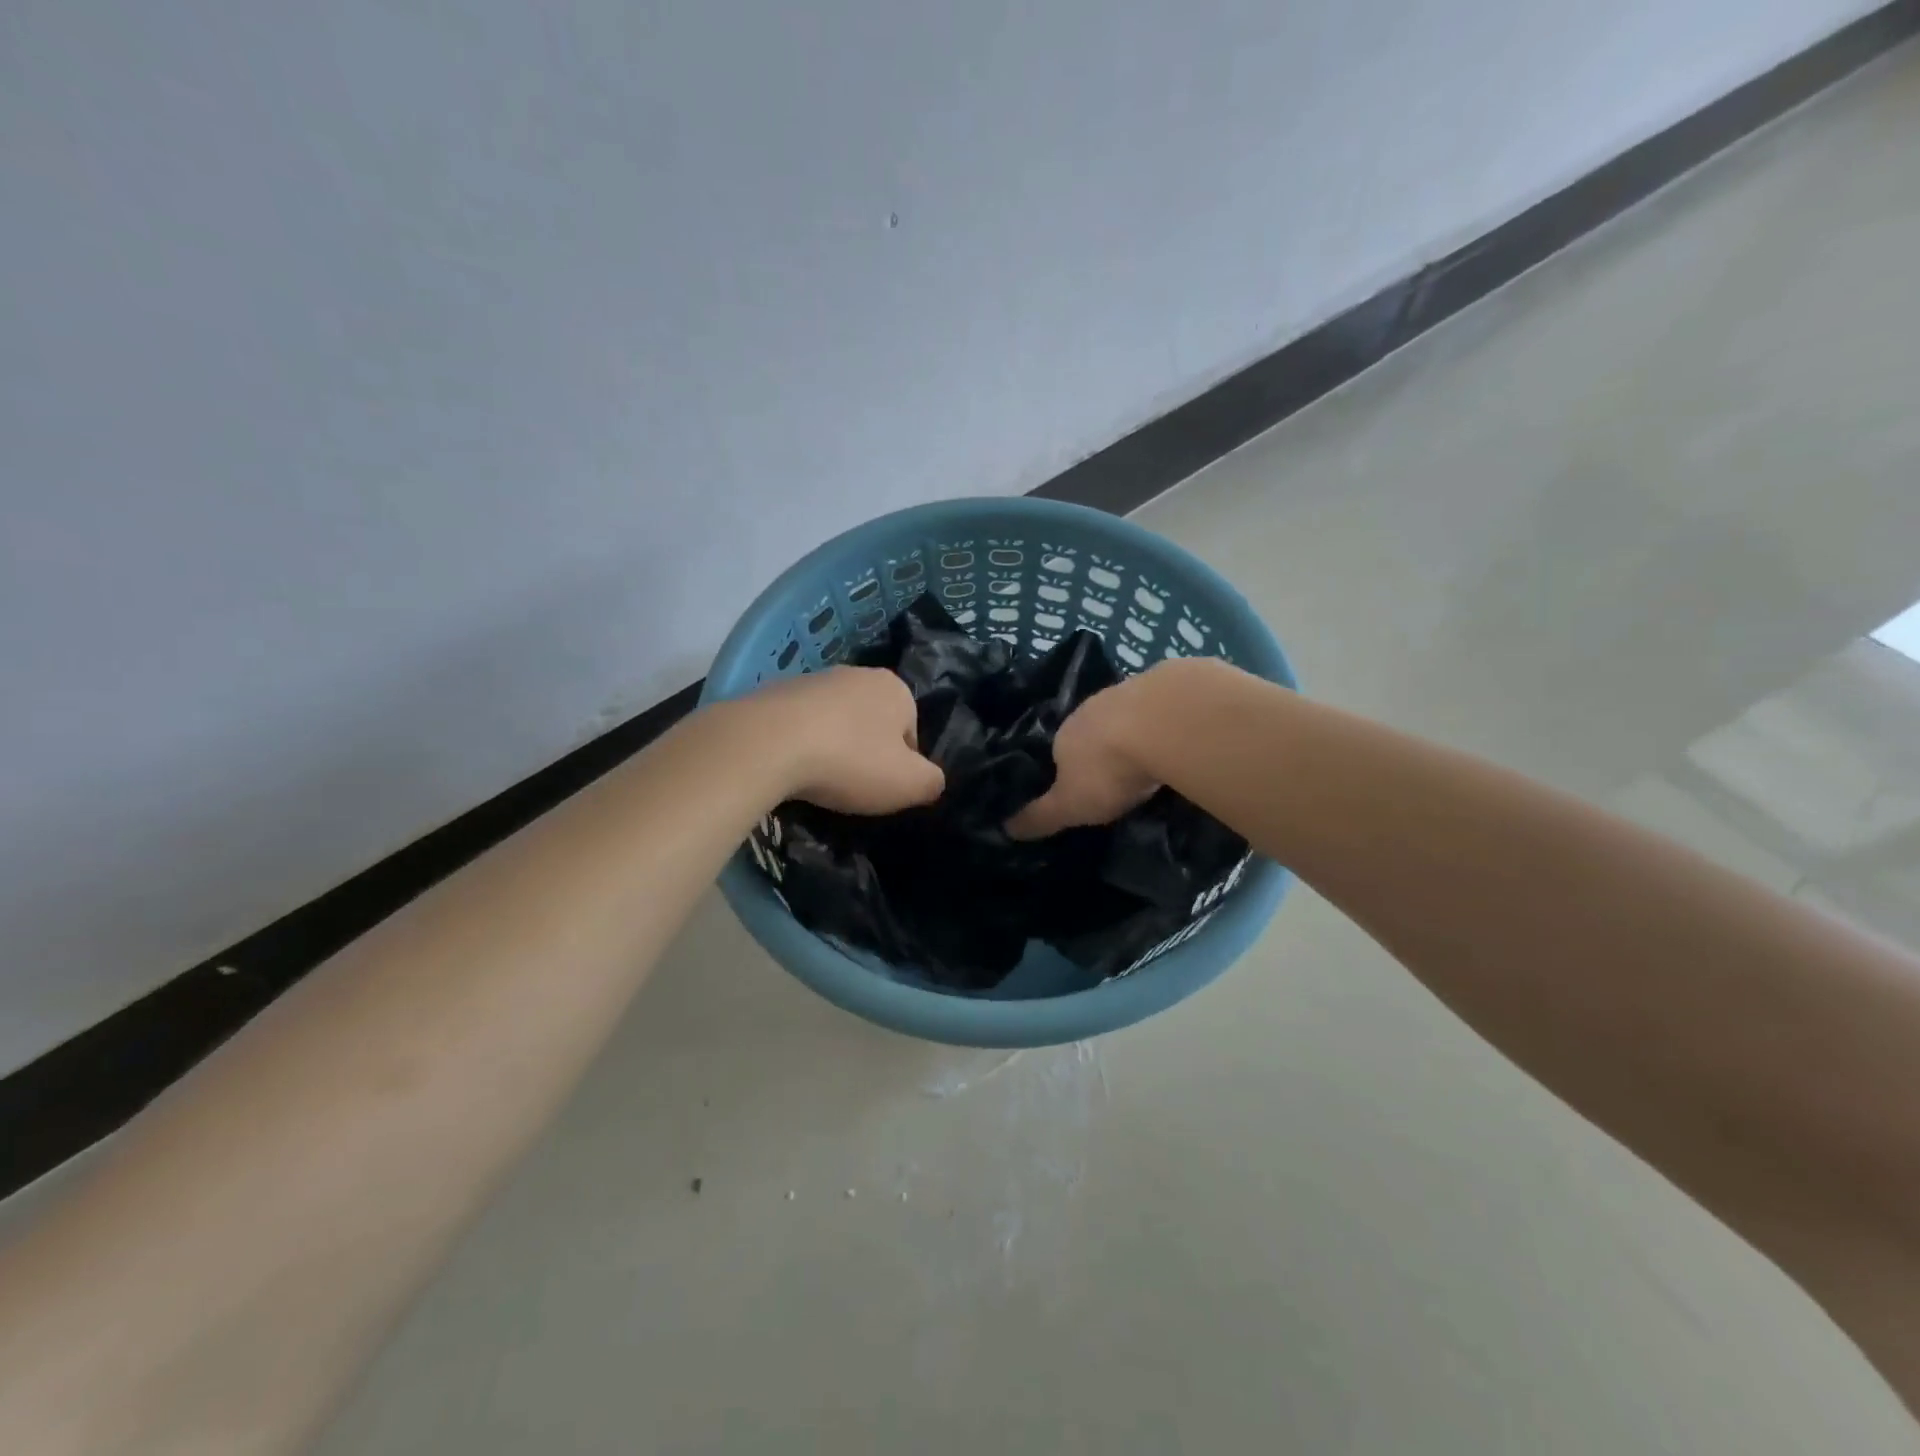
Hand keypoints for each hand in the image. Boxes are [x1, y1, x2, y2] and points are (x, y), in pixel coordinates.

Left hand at [747, 666, 944, 814]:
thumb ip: (931, 782)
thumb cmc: (850, 761)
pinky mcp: (773, 692)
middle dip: (865, 752)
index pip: (911, 732)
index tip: (882, 789)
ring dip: (830, 748)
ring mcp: (812, 680)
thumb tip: (931, 780)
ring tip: (816, 780)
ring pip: (834, 723)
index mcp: (895, 688)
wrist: (766, 743)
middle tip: (851, 786)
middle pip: (872, 723)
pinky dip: (797, 745)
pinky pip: (797, 726)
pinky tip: (788, 768)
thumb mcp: (909, 784)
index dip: (901, 766)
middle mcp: (856, 674)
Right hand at [1005, 668, 1164, 838]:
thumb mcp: (1069, 805)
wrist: (1164, 723)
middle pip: (1092, 732)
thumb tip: (1006, 829)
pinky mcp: (1166, 685)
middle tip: (1120, 775)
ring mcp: (1128, 693)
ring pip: (1125, 717)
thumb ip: (1041, 817)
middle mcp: (1090, 708)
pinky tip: (1174, 737)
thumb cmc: (1107, 769)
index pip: (1060, 752)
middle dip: (1103, 750)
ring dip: (1133, 733)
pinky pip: (1158, 709)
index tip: (1085, 788)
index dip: (1070, 770)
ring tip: (1151, 757)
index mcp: (1064, 735)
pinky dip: (1162, 723)